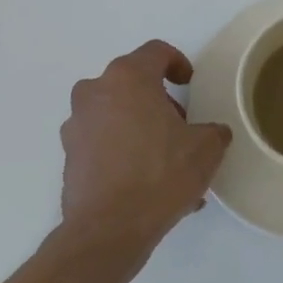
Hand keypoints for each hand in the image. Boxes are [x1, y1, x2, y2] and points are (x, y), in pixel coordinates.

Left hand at [59, 40, 231, 245]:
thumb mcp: (206, 149)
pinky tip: (148, 185)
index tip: (189, 84)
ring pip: (116, 114)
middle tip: (182, 127)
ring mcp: (77, 125)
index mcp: (128, 78)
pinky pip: (103, 144)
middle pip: (132, 83)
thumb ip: (213, 131)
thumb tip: (211, 133)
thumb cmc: (160, 174)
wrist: (108, 230)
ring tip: (168, 163)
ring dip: (140, 128)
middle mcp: (95, 93)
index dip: (178, 63)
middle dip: (159, 101)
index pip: (156, 52)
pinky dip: (124, 153)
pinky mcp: (69, 157)